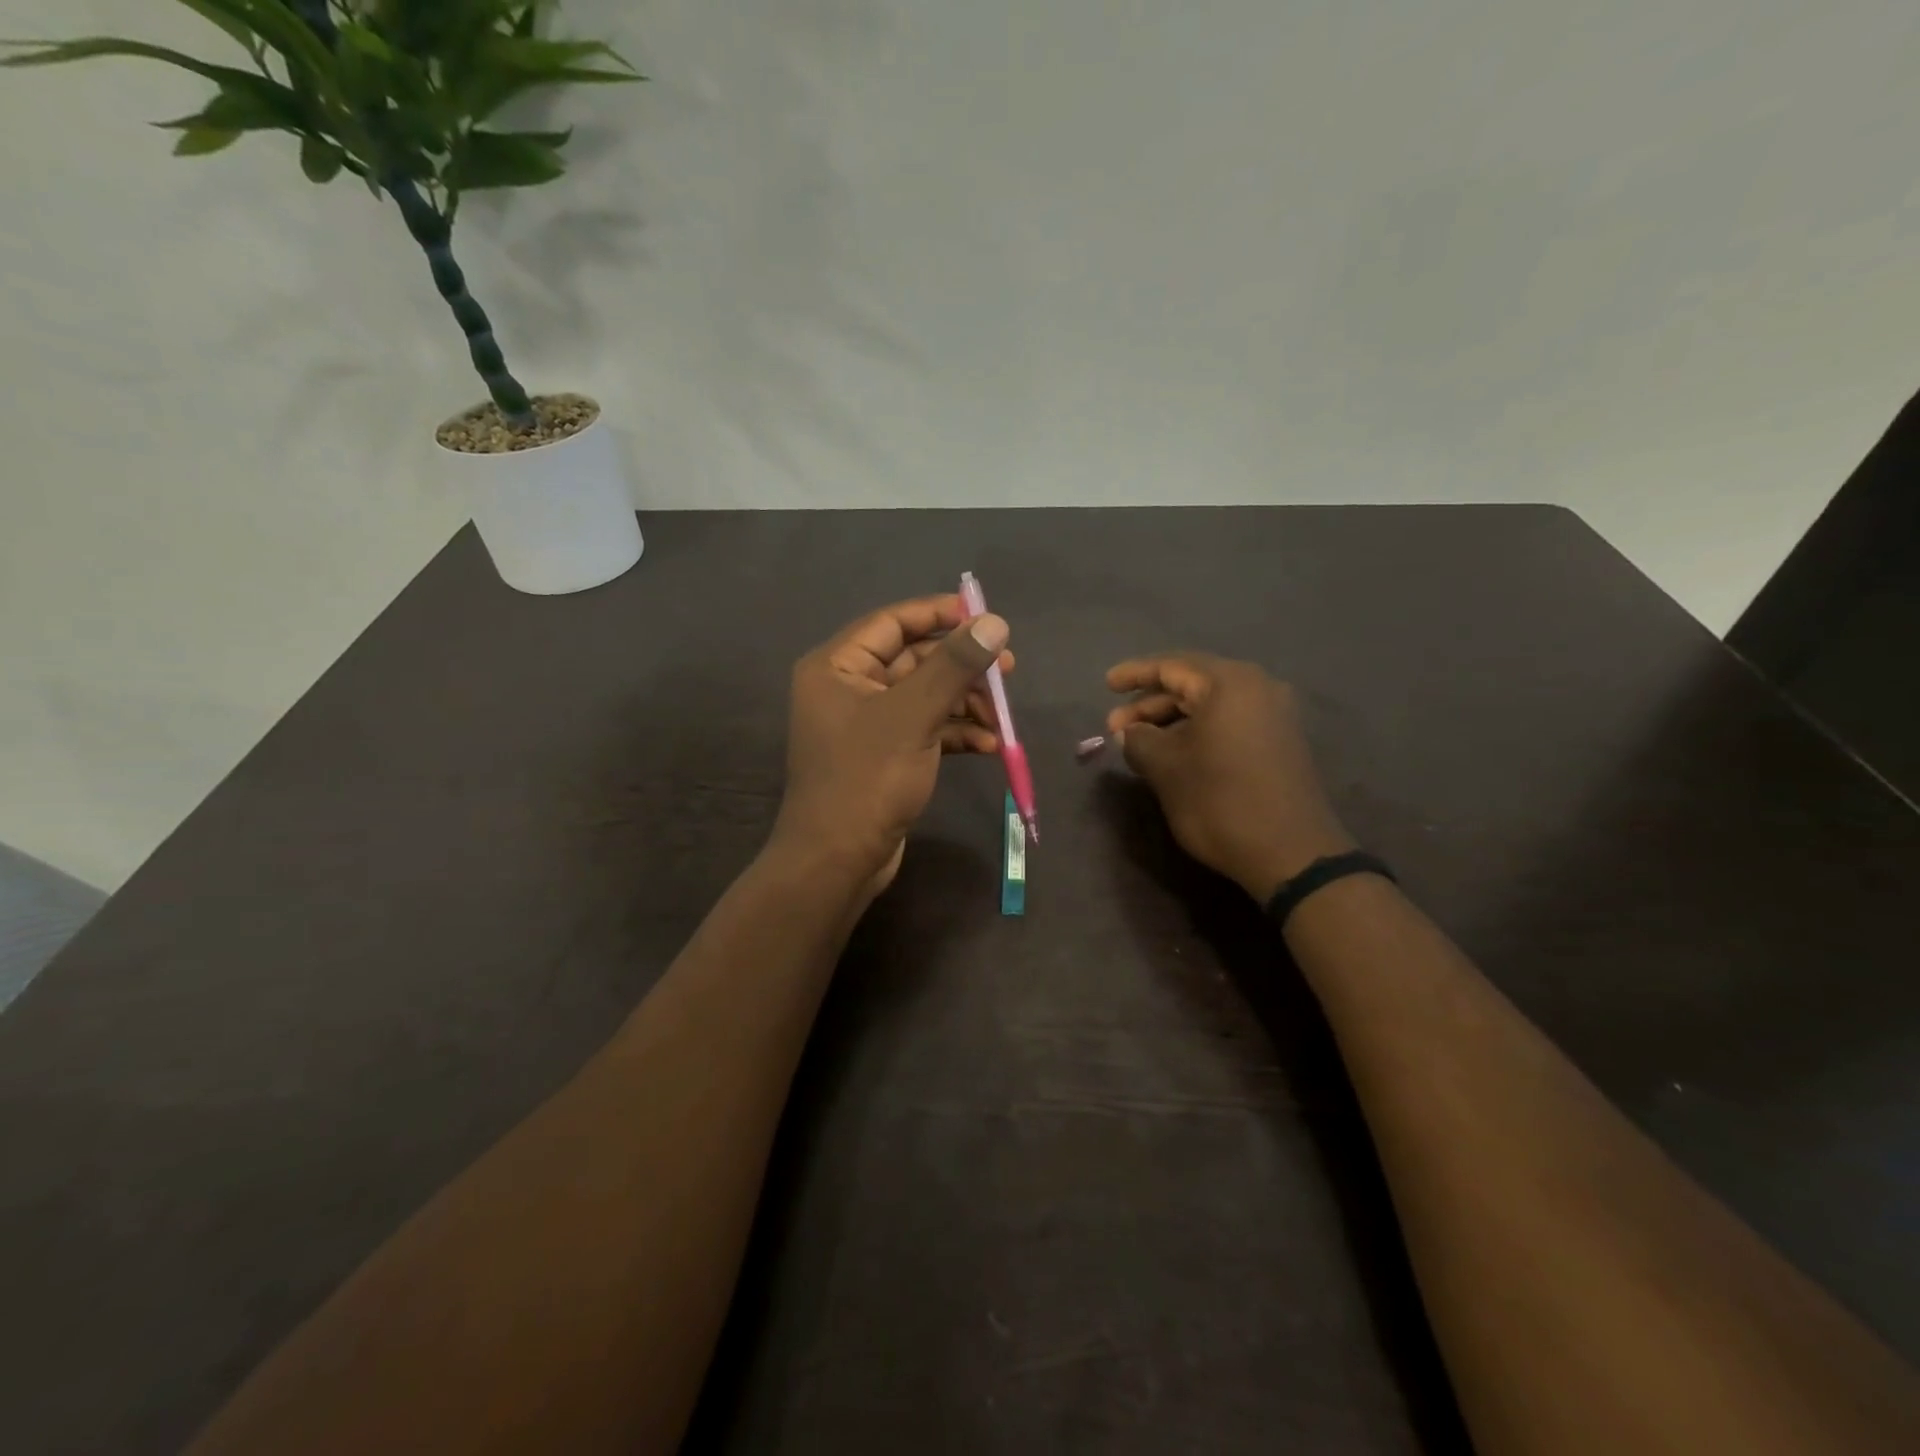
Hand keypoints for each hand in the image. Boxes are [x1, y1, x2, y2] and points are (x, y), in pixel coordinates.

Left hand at [772, 595, 1012, 901]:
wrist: (838, 860)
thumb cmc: (867, 778)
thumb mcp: (913, 715)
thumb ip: (954, 666)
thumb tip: (994, 623)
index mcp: (837, 666)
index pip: (892, 622)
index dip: (939, 614)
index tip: (985, 617)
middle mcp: (848, 688)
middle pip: (914, 660)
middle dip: (961, 667)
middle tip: (1008, 669)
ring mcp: (867, 724)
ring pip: (925, 697)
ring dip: (965, 704)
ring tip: (1002, 718)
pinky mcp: (885, 756)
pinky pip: (925, 729)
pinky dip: (955, 734)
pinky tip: (988, 746)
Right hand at [1107, 653, 1352, 901]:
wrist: (1291, 854)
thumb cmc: (1220, 801)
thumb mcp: (1166, 768)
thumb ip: (1139, 740)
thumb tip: (1129, 733)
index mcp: (1229, 684)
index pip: (1172, 666)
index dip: (1135, 674)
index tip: (1107, 684)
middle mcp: (1257, 688)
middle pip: (1192, 683)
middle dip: (1150, 704)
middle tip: (1115, 728)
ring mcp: (1273, 716)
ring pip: (1210, 705)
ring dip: (1172, 720)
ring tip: (1139, 744)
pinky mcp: (1279, 742)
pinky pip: (1229, 722)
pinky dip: (1197, 731)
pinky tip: (1174, 753)